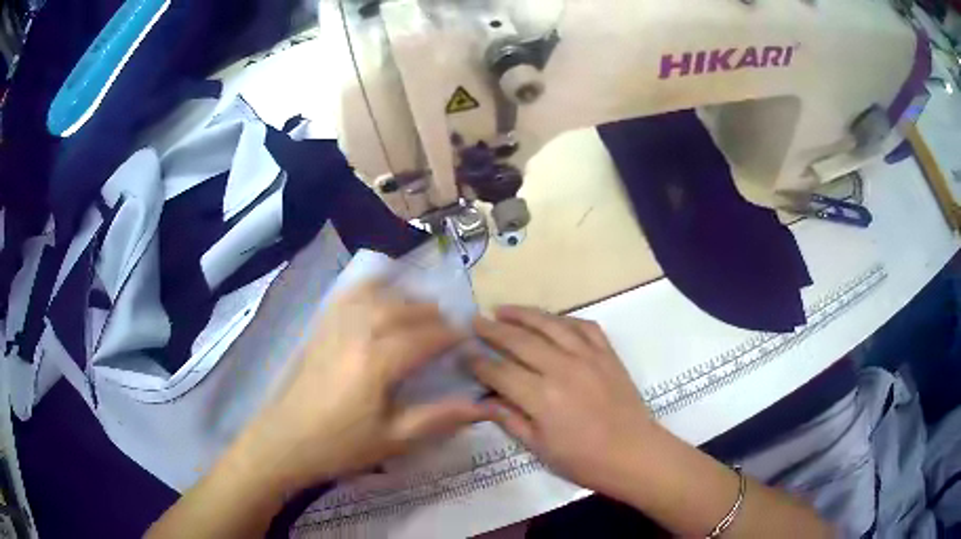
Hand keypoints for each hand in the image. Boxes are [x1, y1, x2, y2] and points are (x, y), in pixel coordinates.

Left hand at [234, 281, 490, 494]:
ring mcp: (334, 326)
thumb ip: (437, 418)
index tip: (466, 338)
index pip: (424, 337)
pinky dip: (368, 287)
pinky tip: (377, 291)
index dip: (449, 335)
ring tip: (419, 307)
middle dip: (431, 313)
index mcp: (378, 362)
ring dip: (403, 296)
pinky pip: (347, 295)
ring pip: (376, 296)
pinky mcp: (319, 328)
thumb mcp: (393, 440)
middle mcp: (358, 333)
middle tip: (447, 325)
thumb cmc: (340, 446)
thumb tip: (481, 407)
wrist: (285, 442)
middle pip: (402, 309)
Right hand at [470, 306, 658, 495]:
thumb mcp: (540, 448)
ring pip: (551, 324)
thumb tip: (484, 399)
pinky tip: (552, 319)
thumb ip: (510, 419)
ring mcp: (588, 356)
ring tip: (504, 309)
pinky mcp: (607, 353)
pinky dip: (565, 319)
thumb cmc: (583, 460)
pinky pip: (584, 326)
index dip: (478, 361)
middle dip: (493, 330)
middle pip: (520, 341)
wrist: (634, 453)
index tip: (463, 352)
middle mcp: (562, 368)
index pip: (500, 371)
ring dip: (524, 314)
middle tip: (475, 321)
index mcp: (542, 397)